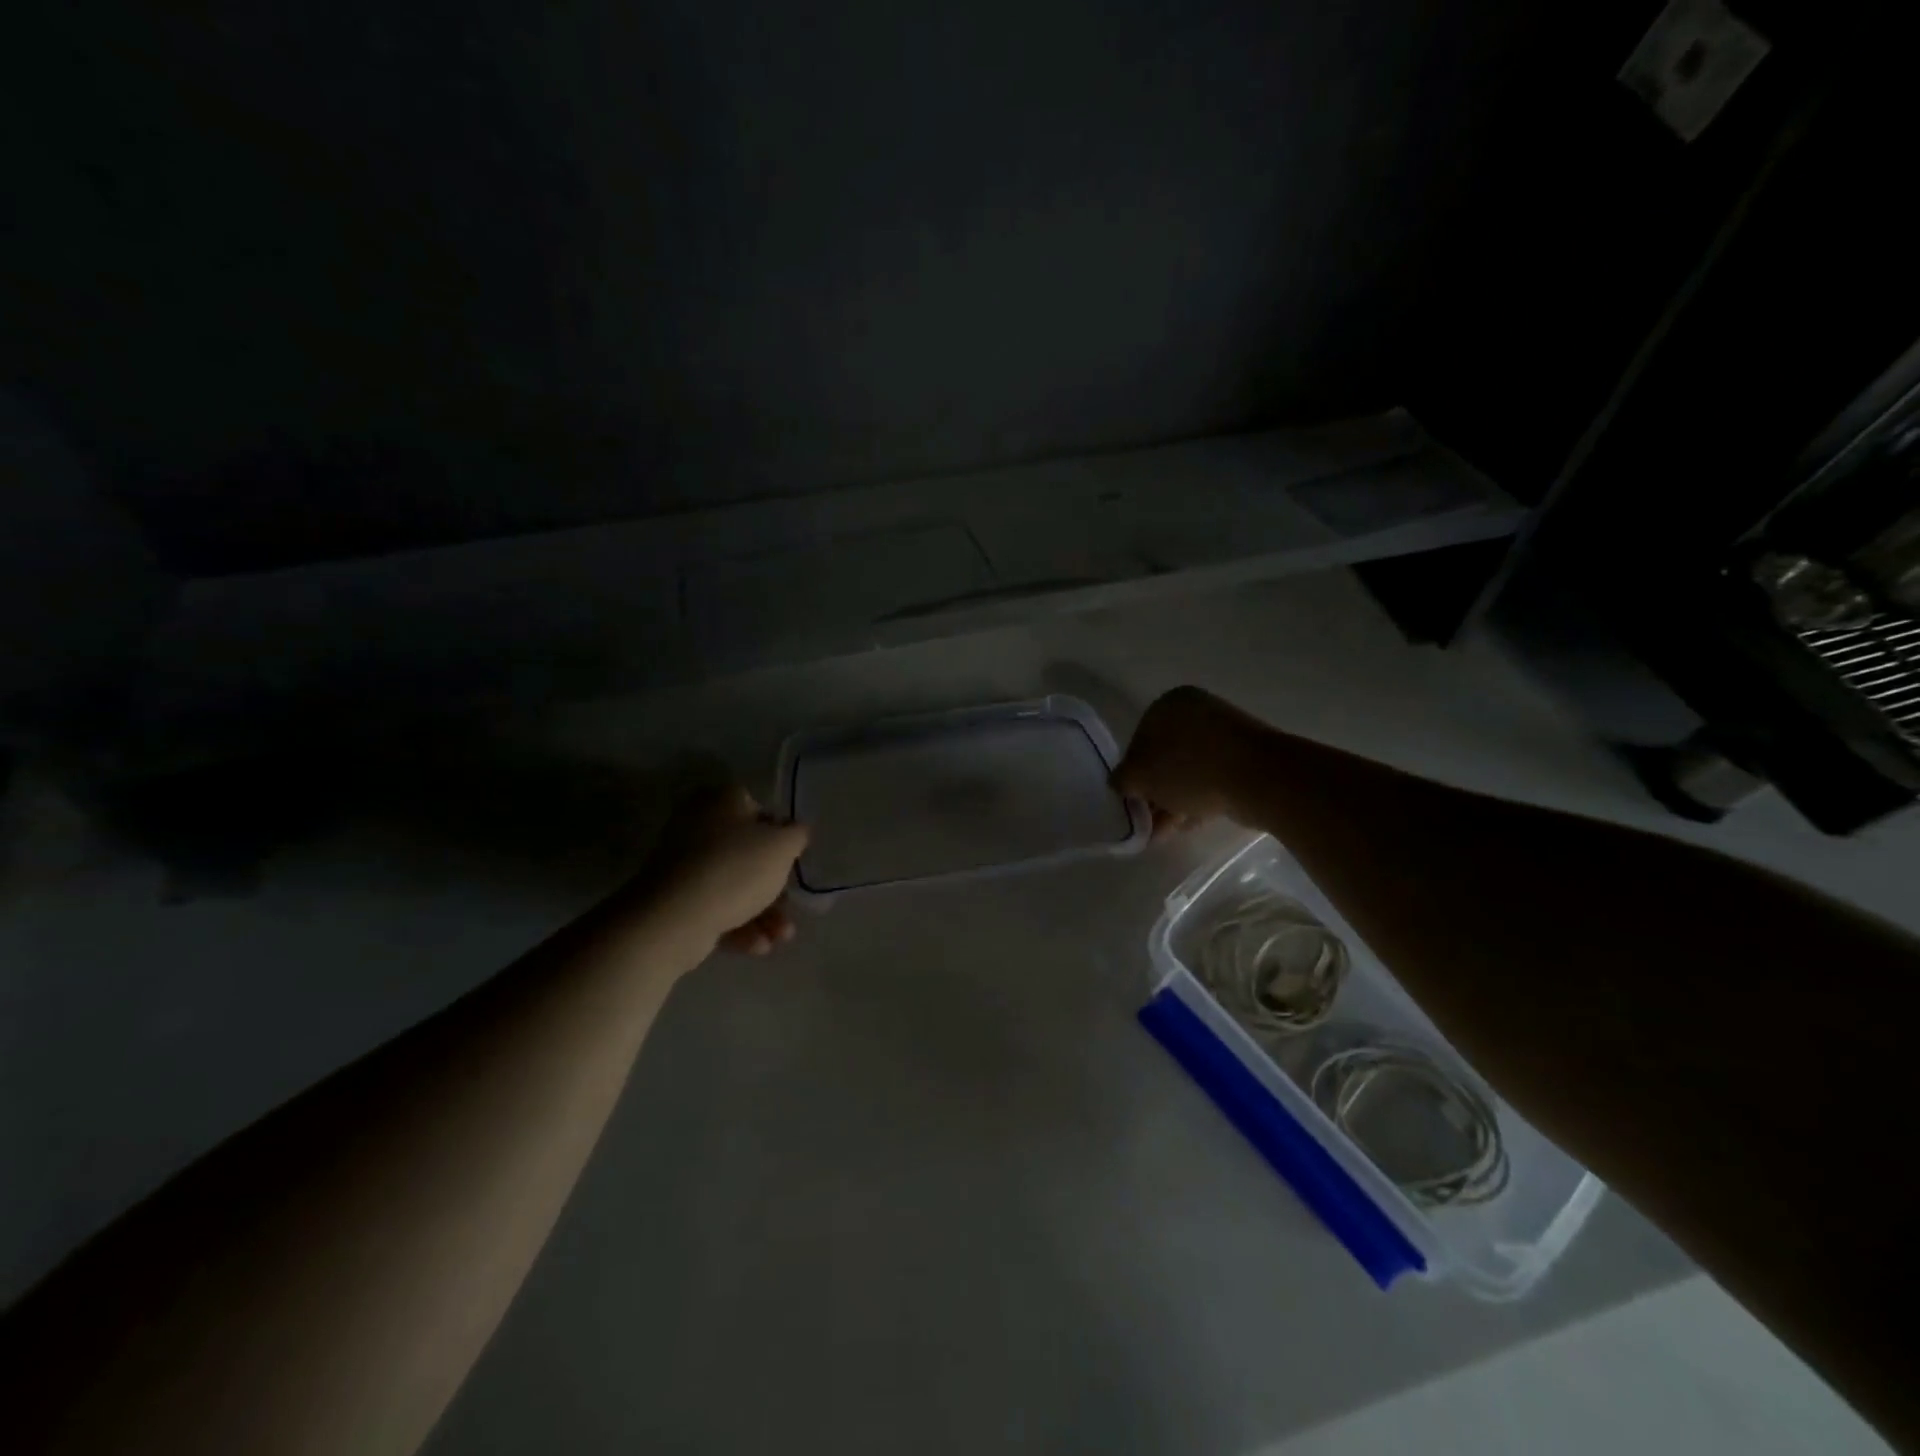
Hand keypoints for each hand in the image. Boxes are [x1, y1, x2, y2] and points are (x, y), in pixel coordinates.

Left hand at [643, 784, 810, 955]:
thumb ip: (797, 834)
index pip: (758, 808)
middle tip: (791, 905)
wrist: (675, 918)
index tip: (792, 859)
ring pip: (733, 885)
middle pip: (746, 853)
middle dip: (774, 885)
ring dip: (763, 912)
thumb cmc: (736, 868)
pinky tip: (759, 946)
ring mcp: (683, 865)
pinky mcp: (674, 900)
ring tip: (782, 937)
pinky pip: (715, 908)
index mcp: (721, 800)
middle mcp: (698, 825)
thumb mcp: (782, 846)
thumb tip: (796, 830)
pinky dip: (739, 926)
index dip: (780, 834)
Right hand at [1112, 686, 1267, 833]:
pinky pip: (1212, 779)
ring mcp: (1224, 733)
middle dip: (1155, 792)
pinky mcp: (1245, 757)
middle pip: (1164, 758)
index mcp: (1168, 704)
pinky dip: (1197, 799)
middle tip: (1148, 822)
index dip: (1132, 774)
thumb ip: (1122, 779)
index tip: (1133, 802)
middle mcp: (1196, 711)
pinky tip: (1189, 824)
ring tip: (1164, 833)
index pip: (1138, 740)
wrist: (1258, 777)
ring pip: (1188, 771)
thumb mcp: (1140, 777)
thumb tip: (1120, 783)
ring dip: (1173, 801)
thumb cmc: (1190, 768)